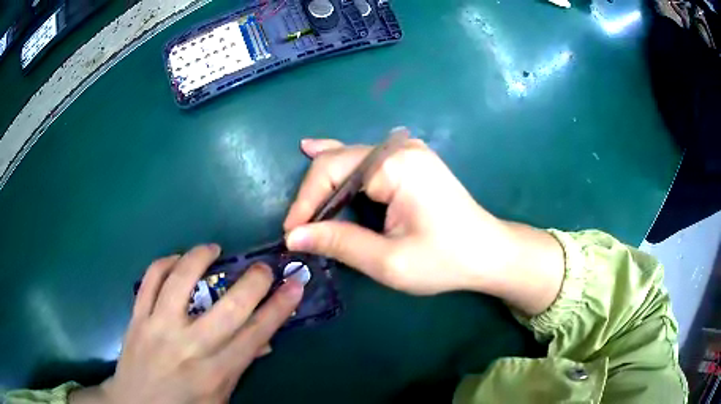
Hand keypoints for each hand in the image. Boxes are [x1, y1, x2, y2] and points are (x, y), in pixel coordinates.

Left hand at [70, 244, 303, 403]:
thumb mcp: (220, 397)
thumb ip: (240, 367)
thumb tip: (263, 340)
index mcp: (215, 373)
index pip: (255, 334)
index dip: (279, 307)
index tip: (295, 284)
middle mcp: (188, 347)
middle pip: (228, 307)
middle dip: (253, 281)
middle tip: (264, 267)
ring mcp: (158, 327)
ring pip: (180, 281)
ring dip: (200, 257)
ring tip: (213, 249)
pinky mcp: (136, 317)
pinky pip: (149, 280)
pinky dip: (165, 262)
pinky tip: (176, 260)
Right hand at [284, 135, 563, 314]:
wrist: (487, 252)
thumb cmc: (444, 260)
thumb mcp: (389, 261)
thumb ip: (340, 243)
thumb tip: (294, 236)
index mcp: (395, 165)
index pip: (331, 172)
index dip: (305, 202)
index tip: (291, 234)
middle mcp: (399, 148)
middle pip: (338, 161)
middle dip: (313, 195)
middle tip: (298, 228)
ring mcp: (406, 150)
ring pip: (348, 160)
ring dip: (323, 183)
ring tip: (300, 204)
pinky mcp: (409, 160)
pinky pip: (364, 159)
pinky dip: (340, 165)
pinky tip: (314, 150)